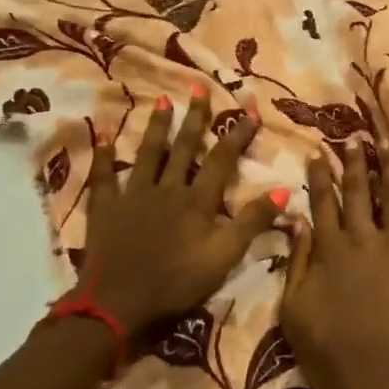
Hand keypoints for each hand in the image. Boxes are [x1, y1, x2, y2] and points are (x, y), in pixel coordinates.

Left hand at [72, 89, 284, 345]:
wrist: (118, 302)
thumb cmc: (176, 282)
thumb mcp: (224, 257)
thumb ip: (252, 223)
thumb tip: (284, 189)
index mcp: (197, 201)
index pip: (222, 160)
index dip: (237, 135)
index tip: (250, 110)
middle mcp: (167, 189)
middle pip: (184, 148)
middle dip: (195, 117)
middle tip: (199, 86)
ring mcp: (134, 195)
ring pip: (148, 154)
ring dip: (157, 127)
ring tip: (162, 100)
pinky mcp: (106, 208)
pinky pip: (105, 176)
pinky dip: (105, 156)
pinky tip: (104, 137)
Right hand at [281, 138, 388, 388]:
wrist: (381, 385)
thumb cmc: (330, 354)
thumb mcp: (293, 311)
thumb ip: (296, 262)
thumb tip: (298, 221)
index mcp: (330, 251)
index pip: (322, 202)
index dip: (319, 176)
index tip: (318, 153)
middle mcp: (364, 239)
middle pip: (359, 190)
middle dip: (354, 162)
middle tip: (354, 138)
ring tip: (387, 140)